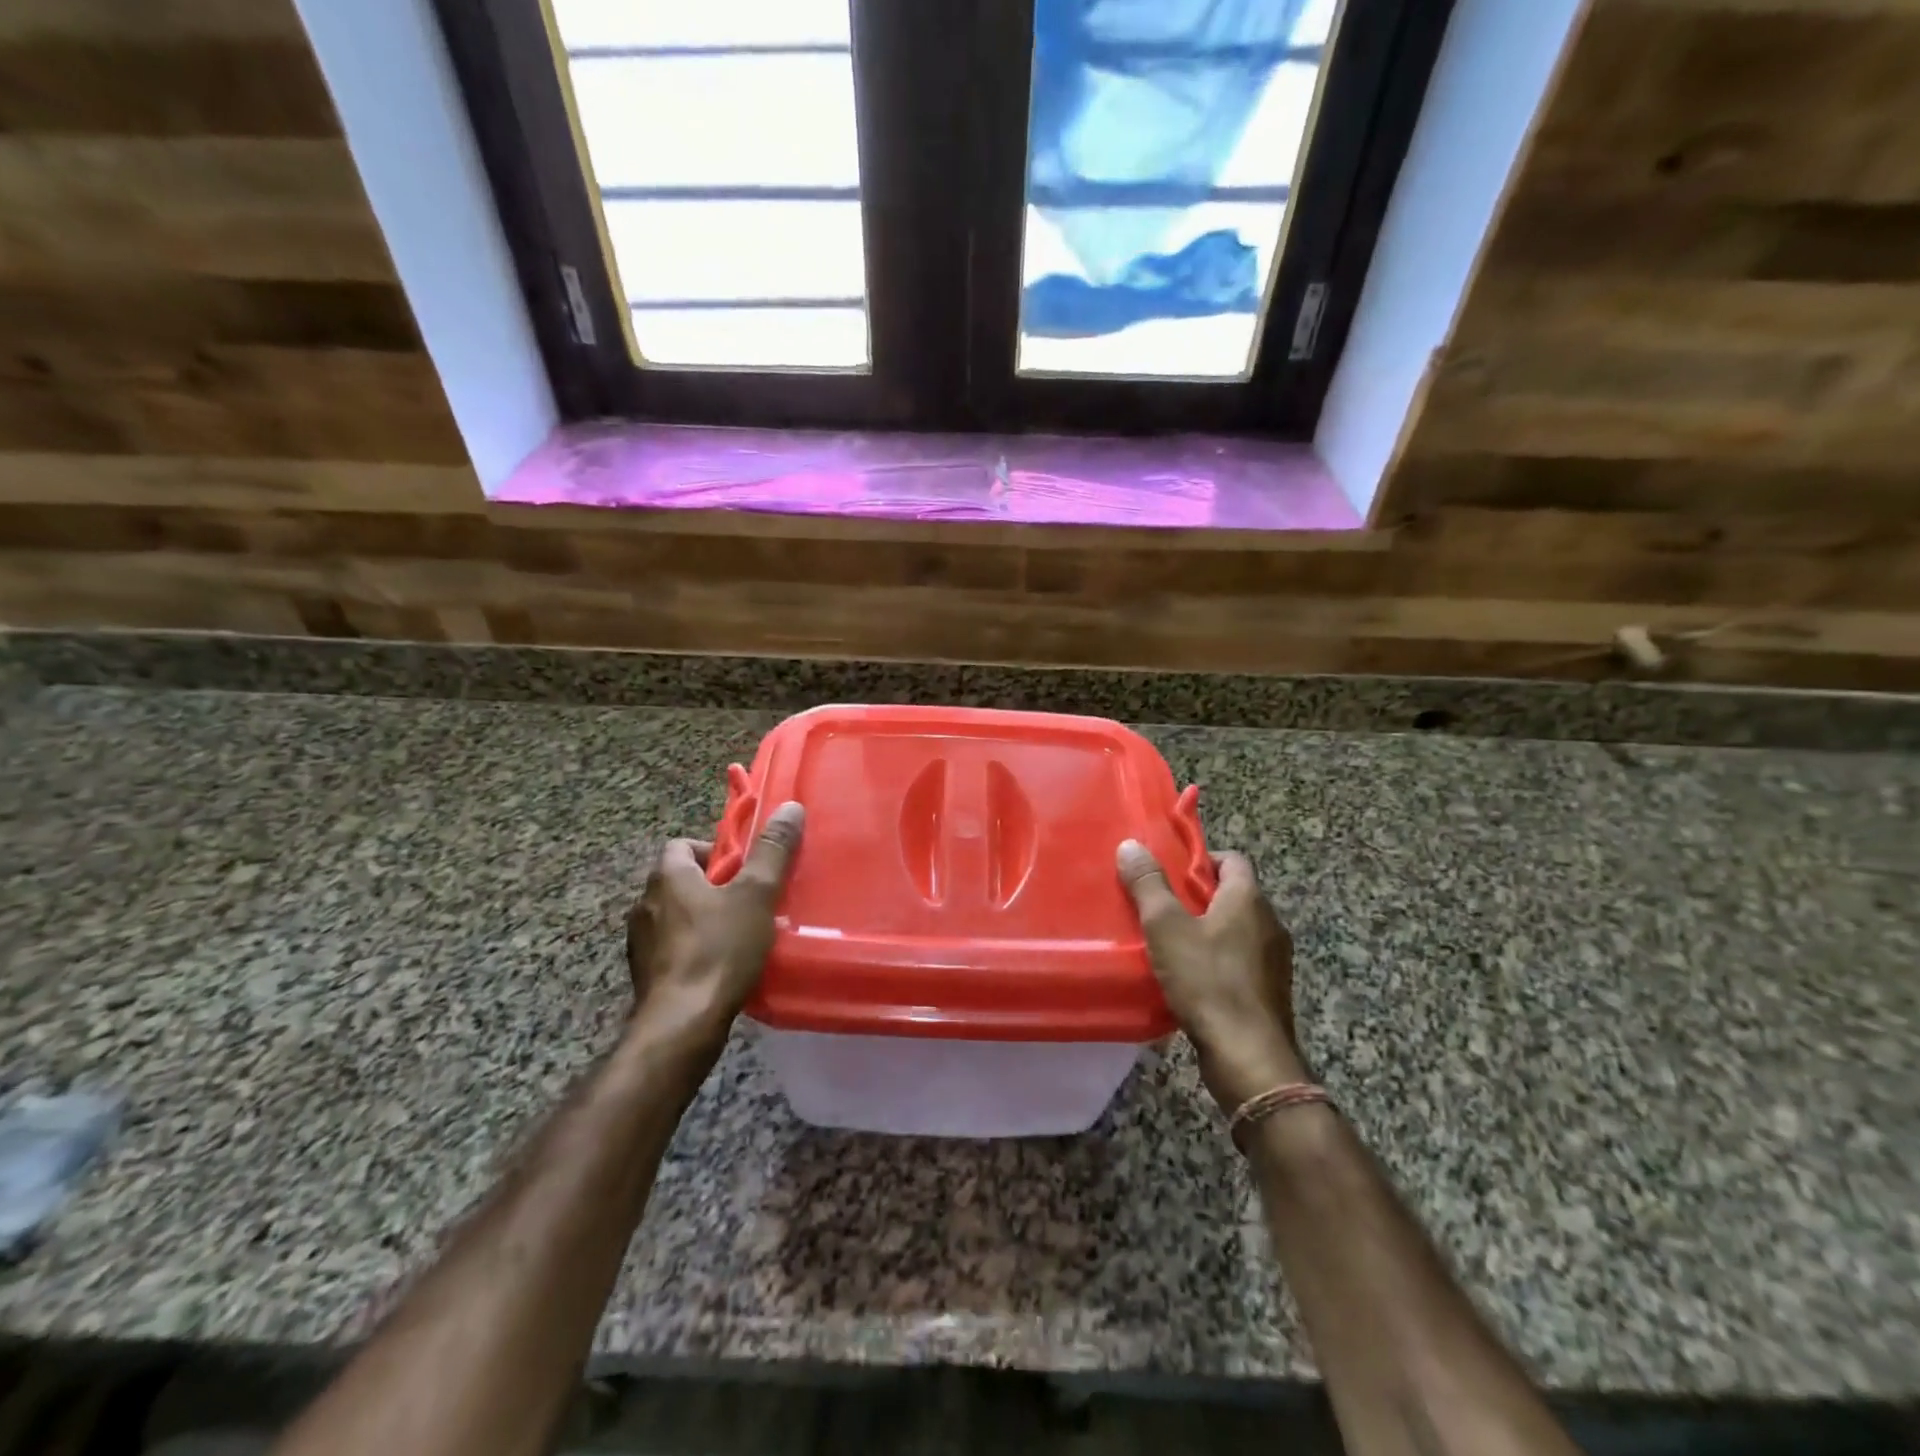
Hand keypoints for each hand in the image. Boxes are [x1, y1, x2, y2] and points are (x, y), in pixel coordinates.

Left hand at [625, 801, 804, 1057]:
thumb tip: (790, 807)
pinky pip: (671, 949)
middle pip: (680, 881)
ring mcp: (640, 943)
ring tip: (738, 935)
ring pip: (675, 917)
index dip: (713, 851)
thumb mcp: (756, 895)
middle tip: (748, 901)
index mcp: (667, 877)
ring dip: (702, 920)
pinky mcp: (644, 975)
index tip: (742, 868)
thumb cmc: (719, 949)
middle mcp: (644, 904)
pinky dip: (692, 950)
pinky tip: (719, 967)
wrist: (681, 1024)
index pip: (681, 845)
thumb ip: (773, 851)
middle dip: (713, 887)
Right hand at [1117, 840, 1306, 1111]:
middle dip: (1198, 896)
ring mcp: (1274, 960)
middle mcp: (1269, 923)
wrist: (1248, 1057)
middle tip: (1160, 904)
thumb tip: (1131, 845)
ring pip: (1237, 929)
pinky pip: (1240, 960)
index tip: (1170, 871)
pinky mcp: (1269, 991)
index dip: (1201, 860)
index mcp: (1249, 899)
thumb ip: (1148, 884)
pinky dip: (1217, 959)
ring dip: (1207, 929)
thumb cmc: (1207, 981)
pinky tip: (1189, 976)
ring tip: (1169, 940)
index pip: (1232, 859)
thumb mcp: (1166, 927)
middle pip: (1234, 894)